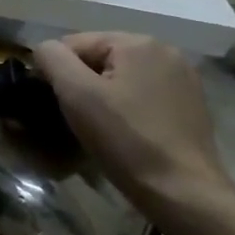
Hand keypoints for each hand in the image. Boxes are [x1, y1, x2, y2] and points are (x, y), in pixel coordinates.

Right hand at [32, 33, 234, 229]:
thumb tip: (44, 49)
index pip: (74, 44)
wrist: (183, 192)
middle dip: (81, 83)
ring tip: (99, 127)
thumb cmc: (126, 140)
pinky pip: (141, 93)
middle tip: (77, 118)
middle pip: (99, 58)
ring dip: (102, 95)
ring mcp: (182, 77)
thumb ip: (52, 58)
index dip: (57, 72)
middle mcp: (165, 50)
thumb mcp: (76, 94)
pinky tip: (125, 131)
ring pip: (120, 77)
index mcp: (138, 42)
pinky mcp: (190, 103)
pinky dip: (126, 106)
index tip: (58, 104)